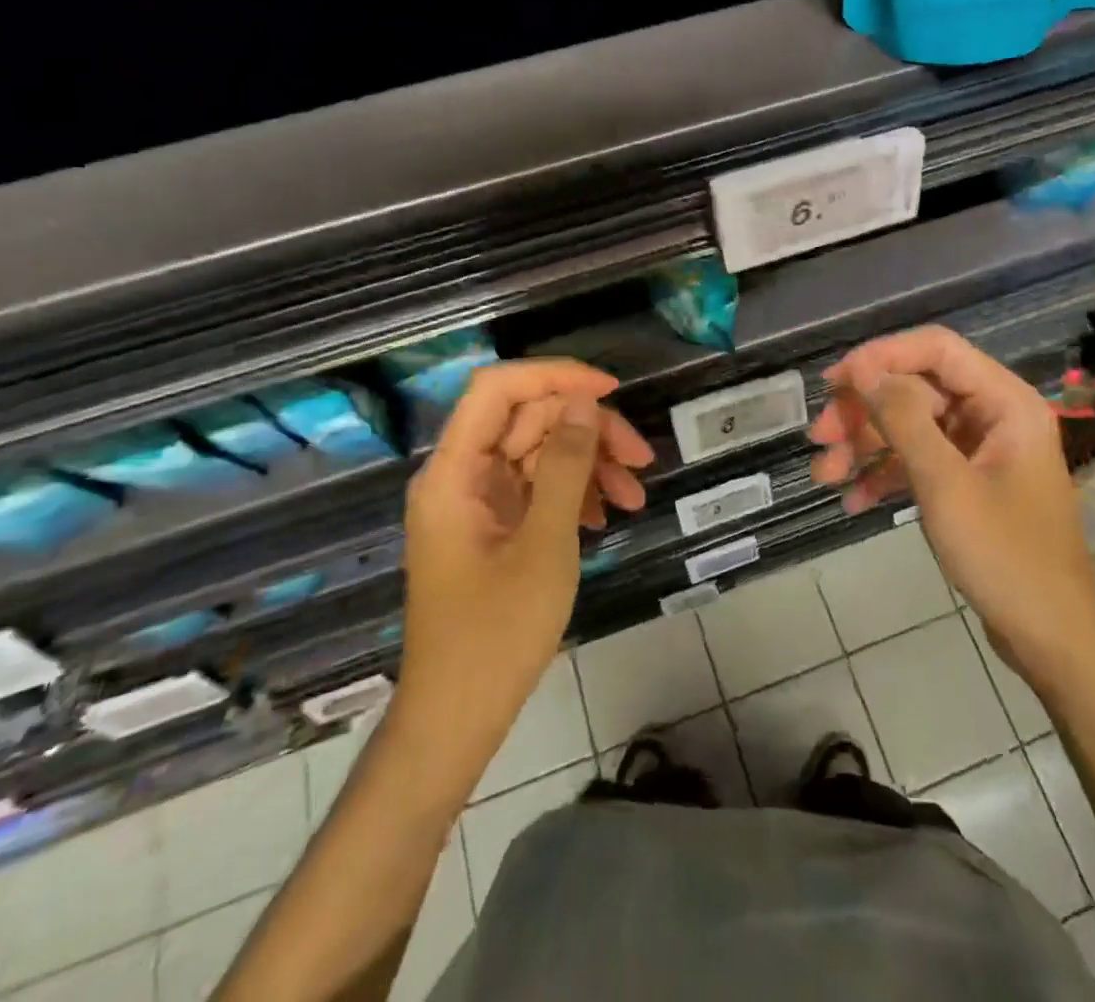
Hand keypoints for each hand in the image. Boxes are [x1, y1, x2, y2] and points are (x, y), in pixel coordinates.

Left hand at [393, 360, 651, 801]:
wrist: (458, 717)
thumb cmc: (497, 632)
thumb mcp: (544, 543)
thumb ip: (564, 466)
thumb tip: (583, 402)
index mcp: (454, 471)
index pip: (498, 389)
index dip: (554, 376)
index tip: (610, 391)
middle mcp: (460, 475)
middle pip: (528, 420)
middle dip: (587, 430)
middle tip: (641, 458)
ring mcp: (476, 502)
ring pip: (538, 452)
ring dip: (589, 464)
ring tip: (634, 496)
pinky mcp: (493, 526)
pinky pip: (536, 487)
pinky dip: (574, 493)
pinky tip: (605, 517)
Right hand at [809, 326, 1094, 660]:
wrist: (1051, 638)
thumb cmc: (1006, 555)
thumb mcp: (945, 484)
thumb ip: (903, 419)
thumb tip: (864, 372)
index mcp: (1004, 401)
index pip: (936, 349)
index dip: (882, 356)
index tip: (835, 381)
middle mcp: (993, 415)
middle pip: (916, 389)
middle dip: (864, 412)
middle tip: (819, 437)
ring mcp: (980, 451)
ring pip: (911, 427)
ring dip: (866, 447)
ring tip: (823, 476)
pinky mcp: (968, 483)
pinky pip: (919, 462)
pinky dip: (886, 475)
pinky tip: (853, 501)